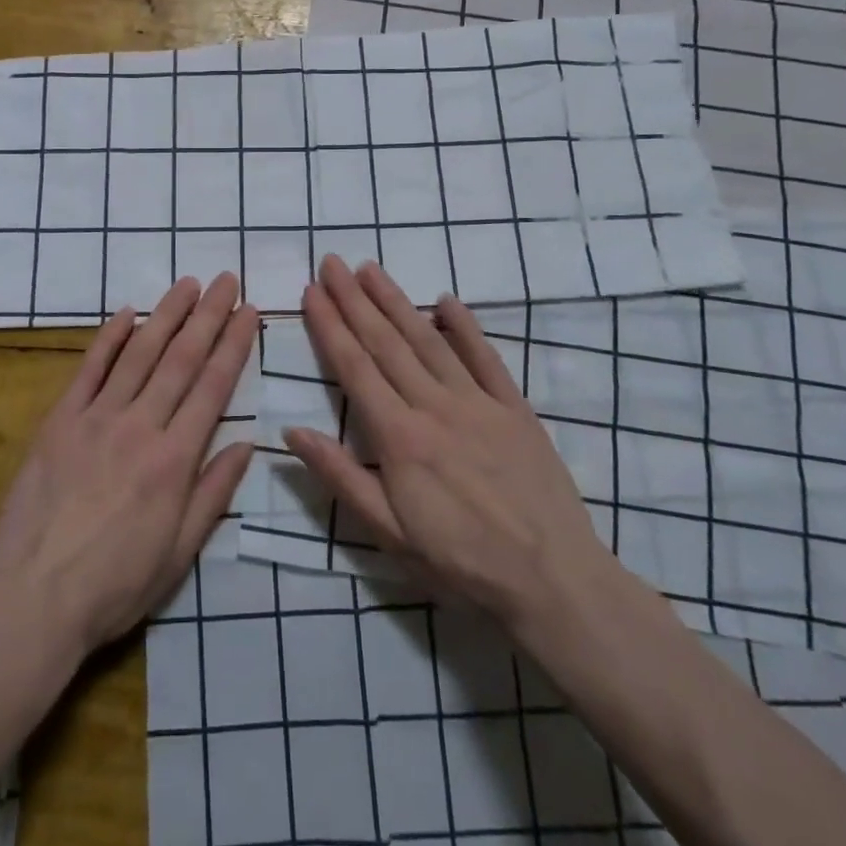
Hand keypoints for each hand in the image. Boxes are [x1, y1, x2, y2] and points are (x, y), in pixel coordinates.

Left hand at [0, 275, 257, 656]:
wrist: (31, 596)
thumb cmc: (114, 584)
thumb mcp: (180, 553)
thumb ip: (214, 493)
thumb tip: (247, 444)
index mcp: (175, 459)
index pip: (213, 386)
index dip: (234, 344)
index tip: (249, 311)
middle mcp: (140, 425)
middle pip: (181, 359)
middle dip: (208, 316)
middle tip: (226, 280)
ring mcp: (96, 417)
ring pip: (139, 353)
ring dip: (166, 315)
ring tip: (187, 284)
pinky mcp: (60, 420)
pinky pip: (88, 369)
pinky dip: (108, 337)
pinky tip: (126, 313)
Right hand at [286, 256, 614, 634]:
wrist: (554, 581)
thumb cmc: (461, 563)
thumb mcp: (390, 534)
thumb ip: (341, 477)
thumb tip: (291, 432)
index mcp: (399, 437)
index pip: (354, 368)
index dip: (330, 326)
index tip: (312, 292)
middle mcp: (434, 406)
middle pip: (386, 342)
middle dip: (354, 300)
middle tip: (332, 263)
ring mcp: (478, 402)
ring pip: (429, 340)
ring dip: (396, 301)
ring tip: (371, 270)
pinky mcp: (514, 409)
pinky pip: (486, 358)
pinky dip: (465, 326)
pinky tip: (446, 301)